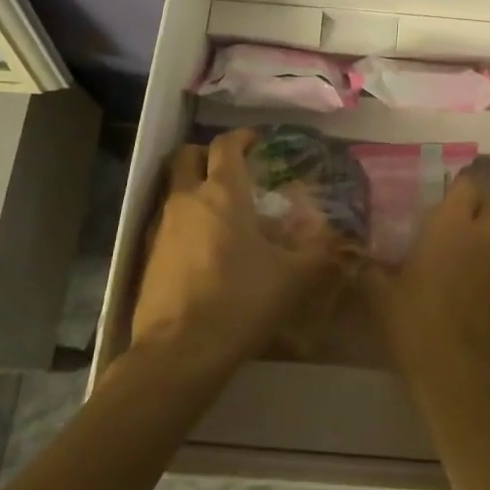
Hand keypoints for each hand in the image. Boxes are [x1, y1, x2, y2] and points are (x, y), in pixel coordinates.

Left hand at [130, 130, 346, 378]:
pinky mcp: (147, 256)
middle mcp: (187, 200)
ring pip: (173, 189)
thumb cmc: (239, 301)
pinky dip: (183, 222)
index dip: (242, 137)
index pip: (226, 145)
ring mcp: (161, 227)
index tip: (256, 141)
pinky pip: (166, 223)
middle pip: (187, 156)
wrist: (179, 352)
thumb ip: (317, 254)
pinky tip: (203, 247)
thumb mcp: (291, 279)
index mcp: (223, 193)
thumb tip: (343, 241)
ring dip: (193, 188)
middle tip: (230, 169)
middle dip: (207, 155)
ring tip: (221, 211)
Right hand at [367, 170, 489, 380]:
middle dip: (477, 203)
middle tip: (455, 215)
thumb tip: (357, 259)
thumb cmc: (415, 322)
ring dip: (488, 229)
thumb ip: (370, 270)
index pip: (466, 185)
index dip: (457, 186)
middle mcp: (483, 234)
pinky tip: (473, 274)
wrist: (459, 372)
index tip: (442, 194)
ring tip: (464, 243)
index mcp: (451, 223)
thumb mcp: (379, 295)